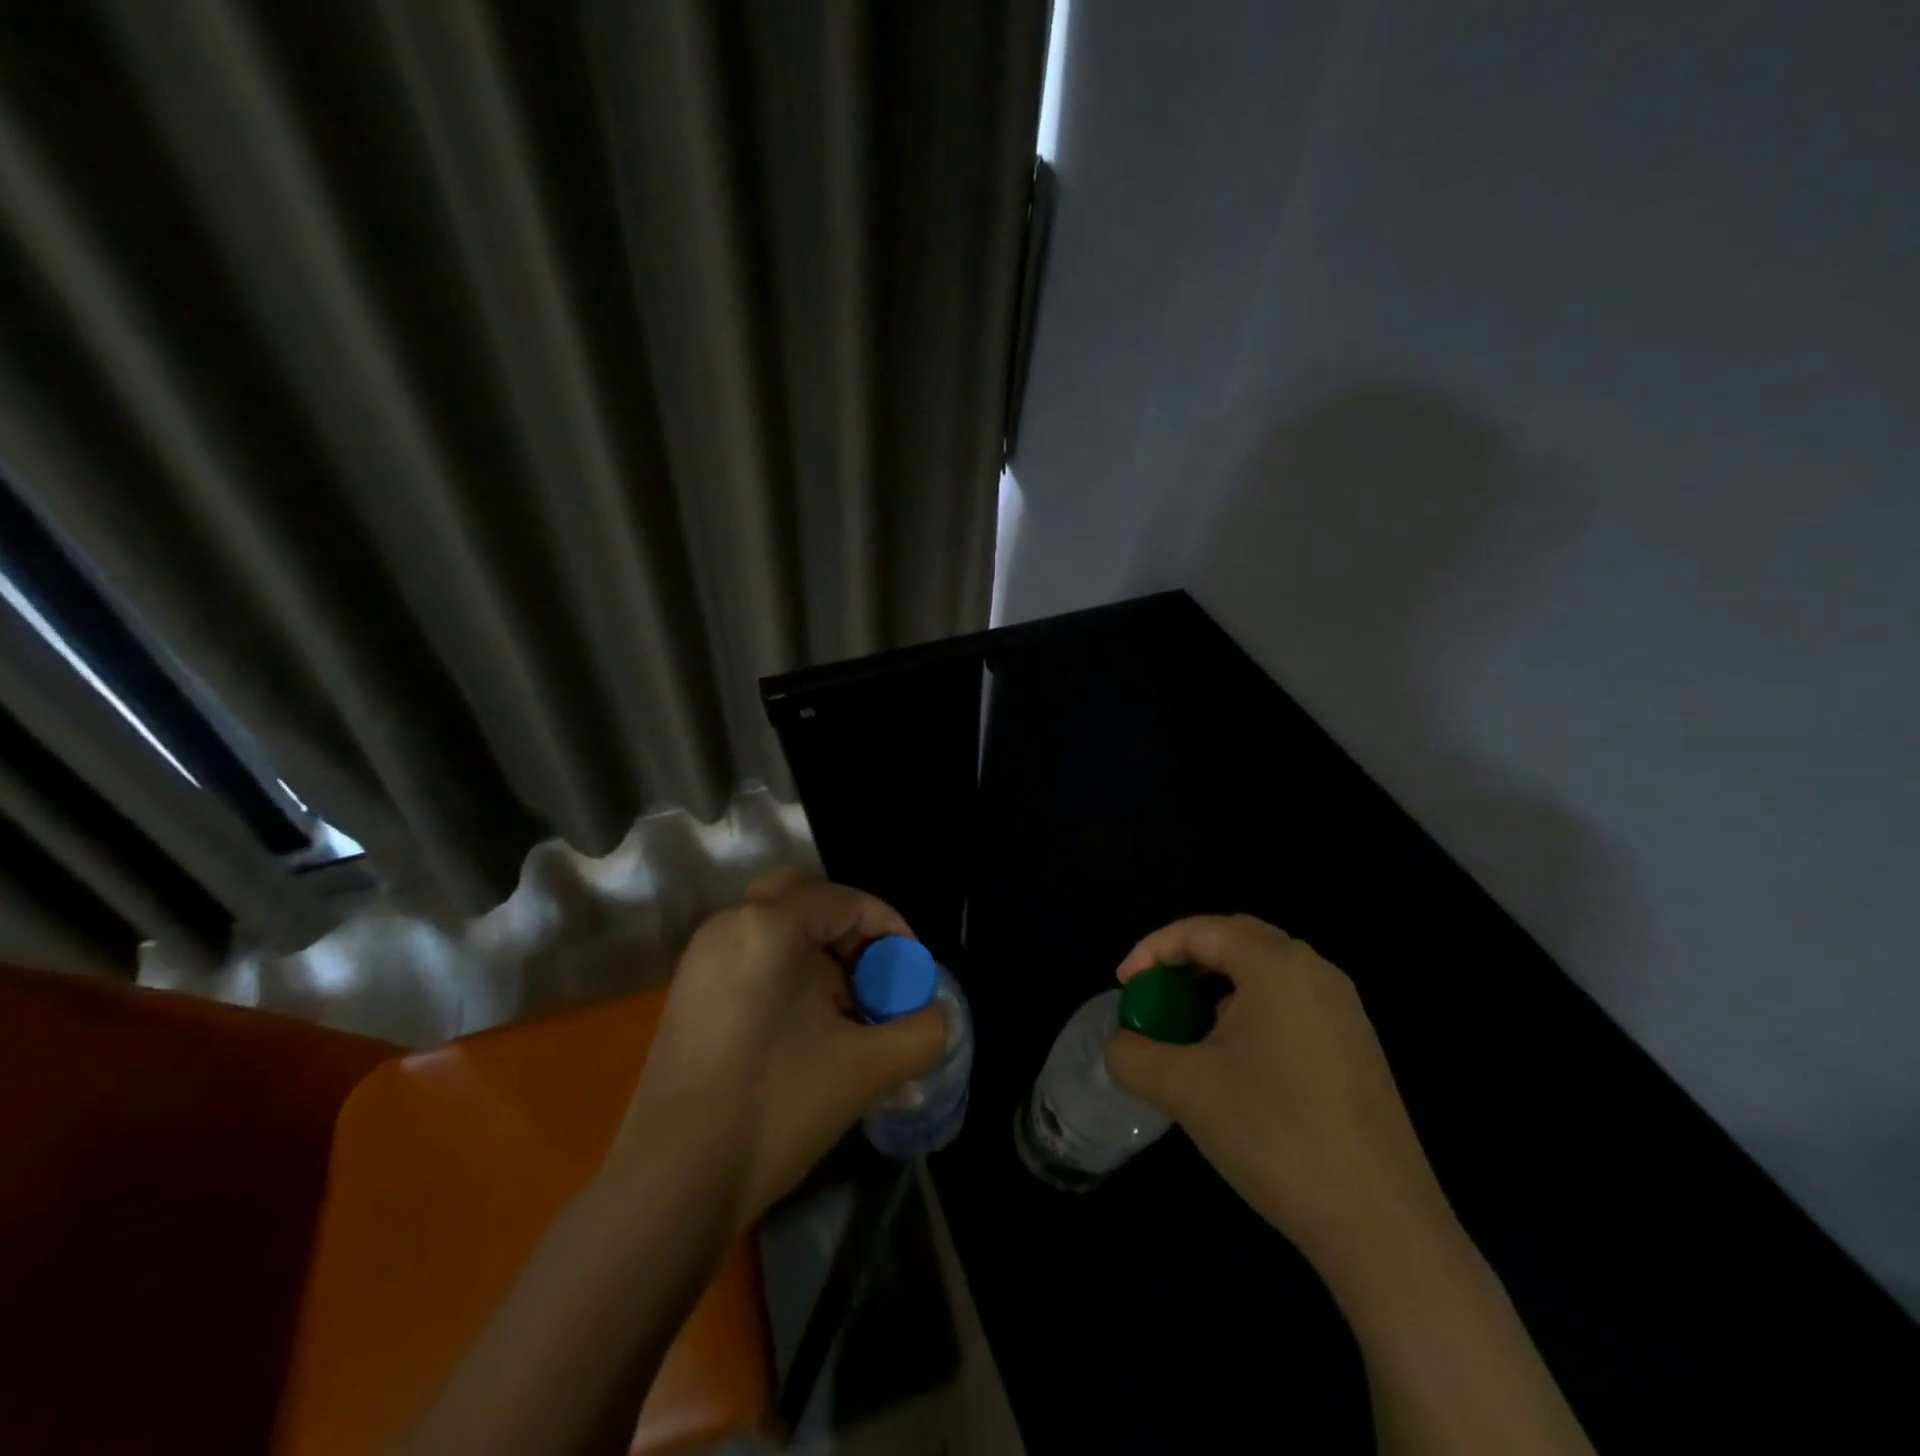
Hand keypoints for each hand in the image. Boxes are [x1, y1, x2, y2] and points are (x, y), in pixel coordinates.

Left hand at [617, 871, 946, 1229]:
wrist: (671, 1184)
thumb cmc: (774, 1107)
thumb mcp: (866, 1068)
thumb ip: (921, 1032)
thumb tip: (940, 1017)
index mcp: (770, 925)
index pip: (848, 900)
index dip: (891, 929)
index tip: (913, 973)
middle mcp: (730, 924)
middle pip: (806, 898)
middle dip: (849, 930)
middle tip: (873, 975)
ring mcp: (701, 958)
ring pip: (777, 927)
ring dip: (818, 952)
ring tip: (845, 1009)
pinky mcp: (687, 992)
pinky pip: (751, 955)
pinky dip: (787, 970)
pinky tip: (803, 1027)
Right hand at [1105, 915, 1453, 1279]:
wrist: (1382, 1224)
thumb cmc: (1275, 1133)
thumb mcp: (1184, 1089)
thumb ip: (1133, 1055)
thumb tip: (1118, 1045)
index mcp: (1276, 965)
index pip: (1201, 931)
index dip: (1153, 950)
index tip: (1124, 986)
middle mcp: (1315, 972)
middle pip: (1236, 942)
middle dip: (1187, 962)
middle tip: (1155, 995)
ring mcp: (1344, 1011)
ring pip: (1266, 976)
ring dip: (1218, 990)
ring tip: (1188, 1031)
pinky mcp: (1357, 1048)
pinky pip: (1291, 1006)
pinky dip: (1250, 1014)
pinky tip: (1234, 1064)